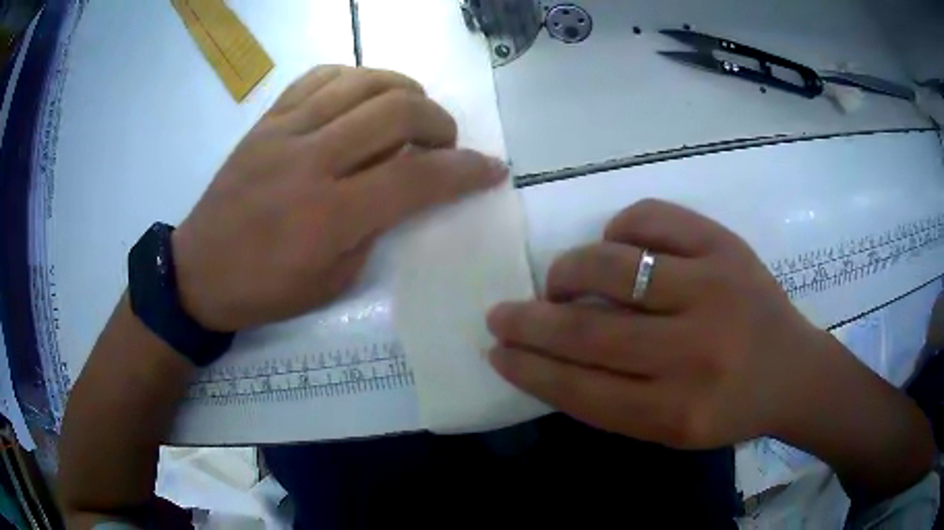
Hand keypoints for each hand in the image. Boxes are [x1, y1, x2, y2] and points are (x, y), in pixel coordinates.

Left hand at [172, 65, 506, 330]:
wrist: (198, 271)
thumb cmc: (266, 289)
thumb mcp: (333, 282)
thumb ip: (376, 229)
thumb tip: (406, 189)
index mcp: (329, 215)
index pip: (417, 177)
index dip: (466, 170)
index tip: (493, 168)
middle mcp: (311, 160)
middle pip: (397, 111)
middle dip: (439, 122)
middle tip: (443, 143)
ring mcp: (285, 131)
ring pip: (363, 81)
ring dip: (404, 90)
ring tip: (410, 112)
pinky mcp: (267, 120)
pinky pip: (320, 76)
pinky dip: (355, 77)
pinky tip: (363, 95)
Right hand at [487, 199, 829, 448]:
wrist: (793, 371)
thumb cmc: (729, 408)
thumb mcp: (669, 431)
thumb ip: (612, 402)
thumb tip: (549, 355)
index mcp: (678, 413)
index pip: (581, 390)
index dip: (530, 370)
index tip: (497, 352)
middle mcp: (696, 353)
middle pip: (589, 332)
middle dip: (530, 322)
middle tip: (500, 313)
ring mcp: (714, 289)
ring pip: (612, 266)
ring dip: (568, 271)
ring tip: (559, 282)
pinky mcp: (725, 245)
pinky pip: (651, 219)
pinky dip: (618, 229)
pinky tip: (616, 246)